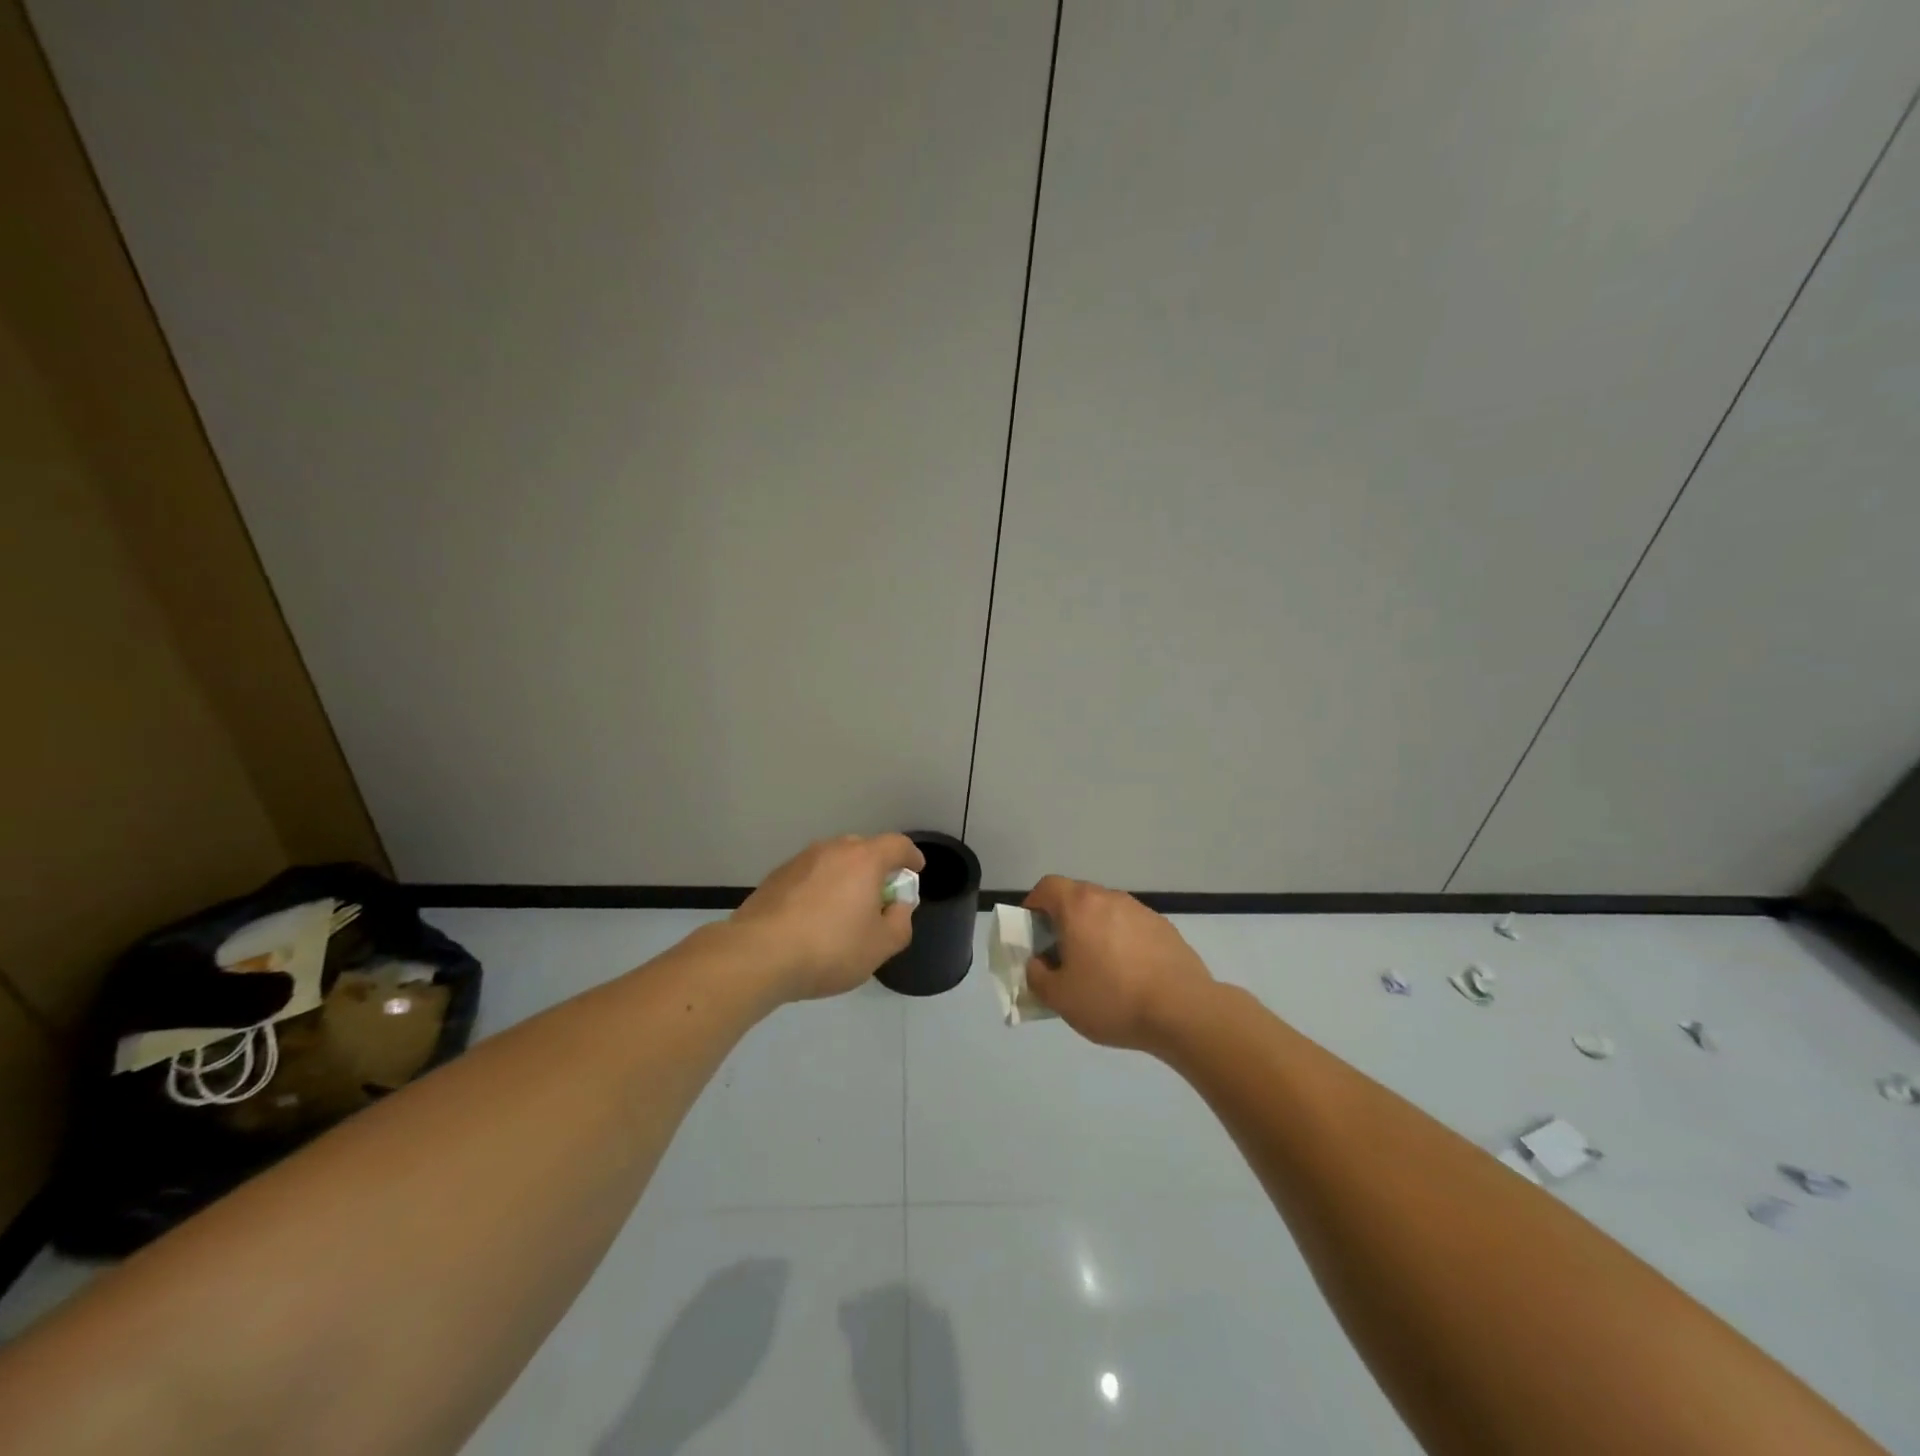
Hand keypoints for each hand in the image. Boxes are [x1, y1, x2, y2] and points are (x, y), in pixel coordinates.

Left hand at [731, 834, 924, 1001]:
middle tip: (879, 896)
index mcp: (864, 859)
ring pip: (833, 861)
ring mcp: (800, 860)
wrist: (759, 955)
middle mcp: (832, 849)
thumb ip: (900, 922)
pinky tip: (813, 918)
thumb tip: (898, 907)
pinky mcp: (776, 877)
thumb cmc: (830, 948)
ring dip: (845, 877)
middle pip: (864, 849)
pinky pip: (810, 875)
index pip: (898, 845)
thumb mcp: (881, 946)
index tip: (915, 871)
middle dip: (877, 867)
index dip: (911, 857)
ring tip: (844, 909)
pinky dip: (819, 888)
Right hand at [1023, 876, 1216, 1053]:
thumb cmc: (1112, 999)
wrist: (1182, 1010)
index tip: (1032, 932)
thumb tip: (1038, 963)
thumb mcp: (1059, 997)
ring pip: (1106, 912)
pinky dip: (1122, 942)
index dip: (1033, 905)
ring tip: (1097, 968)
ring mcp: (1140, 910)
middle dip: (1063, 920)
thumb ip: (1037, 976)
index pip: (1047, 886)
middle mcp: (1109, 898)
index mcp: (1079, 906)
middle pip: (1077, 897)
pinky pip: (1131, 927)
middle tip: (1061, 955)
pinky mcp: (1164, 928)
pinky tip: (1129, 975)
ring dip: (1094, 931)